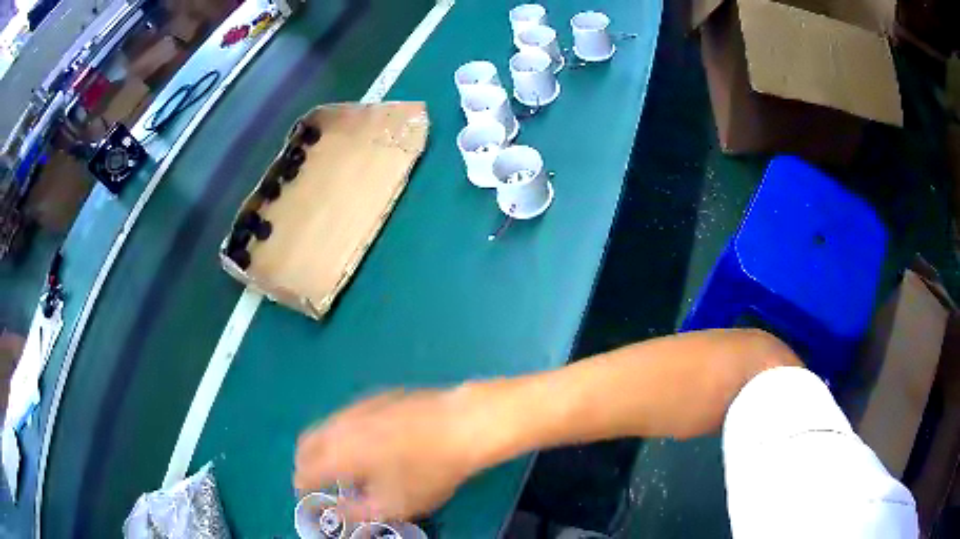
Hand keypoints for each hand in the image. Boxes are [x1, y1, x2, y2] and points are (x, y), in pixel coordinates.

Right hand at [294, 388, 484, 521]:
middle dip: (306, 462)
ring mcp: (358, 406)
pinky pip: (347, 416)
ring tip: (343, 463)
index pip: (304, 471)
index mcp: (337, 454)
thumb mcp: (393, 504)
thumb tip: (335, 514)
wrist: (462, 424)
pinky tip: (366, 442)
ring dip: (323, 446)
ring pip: (326, 426)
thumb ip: (357, 513)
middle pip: (307, 443)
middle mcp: (339, 425)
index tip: (307, 495)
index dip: (302, 486)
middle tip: (317, 479)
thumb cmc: (427, 471)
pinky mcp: (376, 396)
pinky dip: (343, 432)